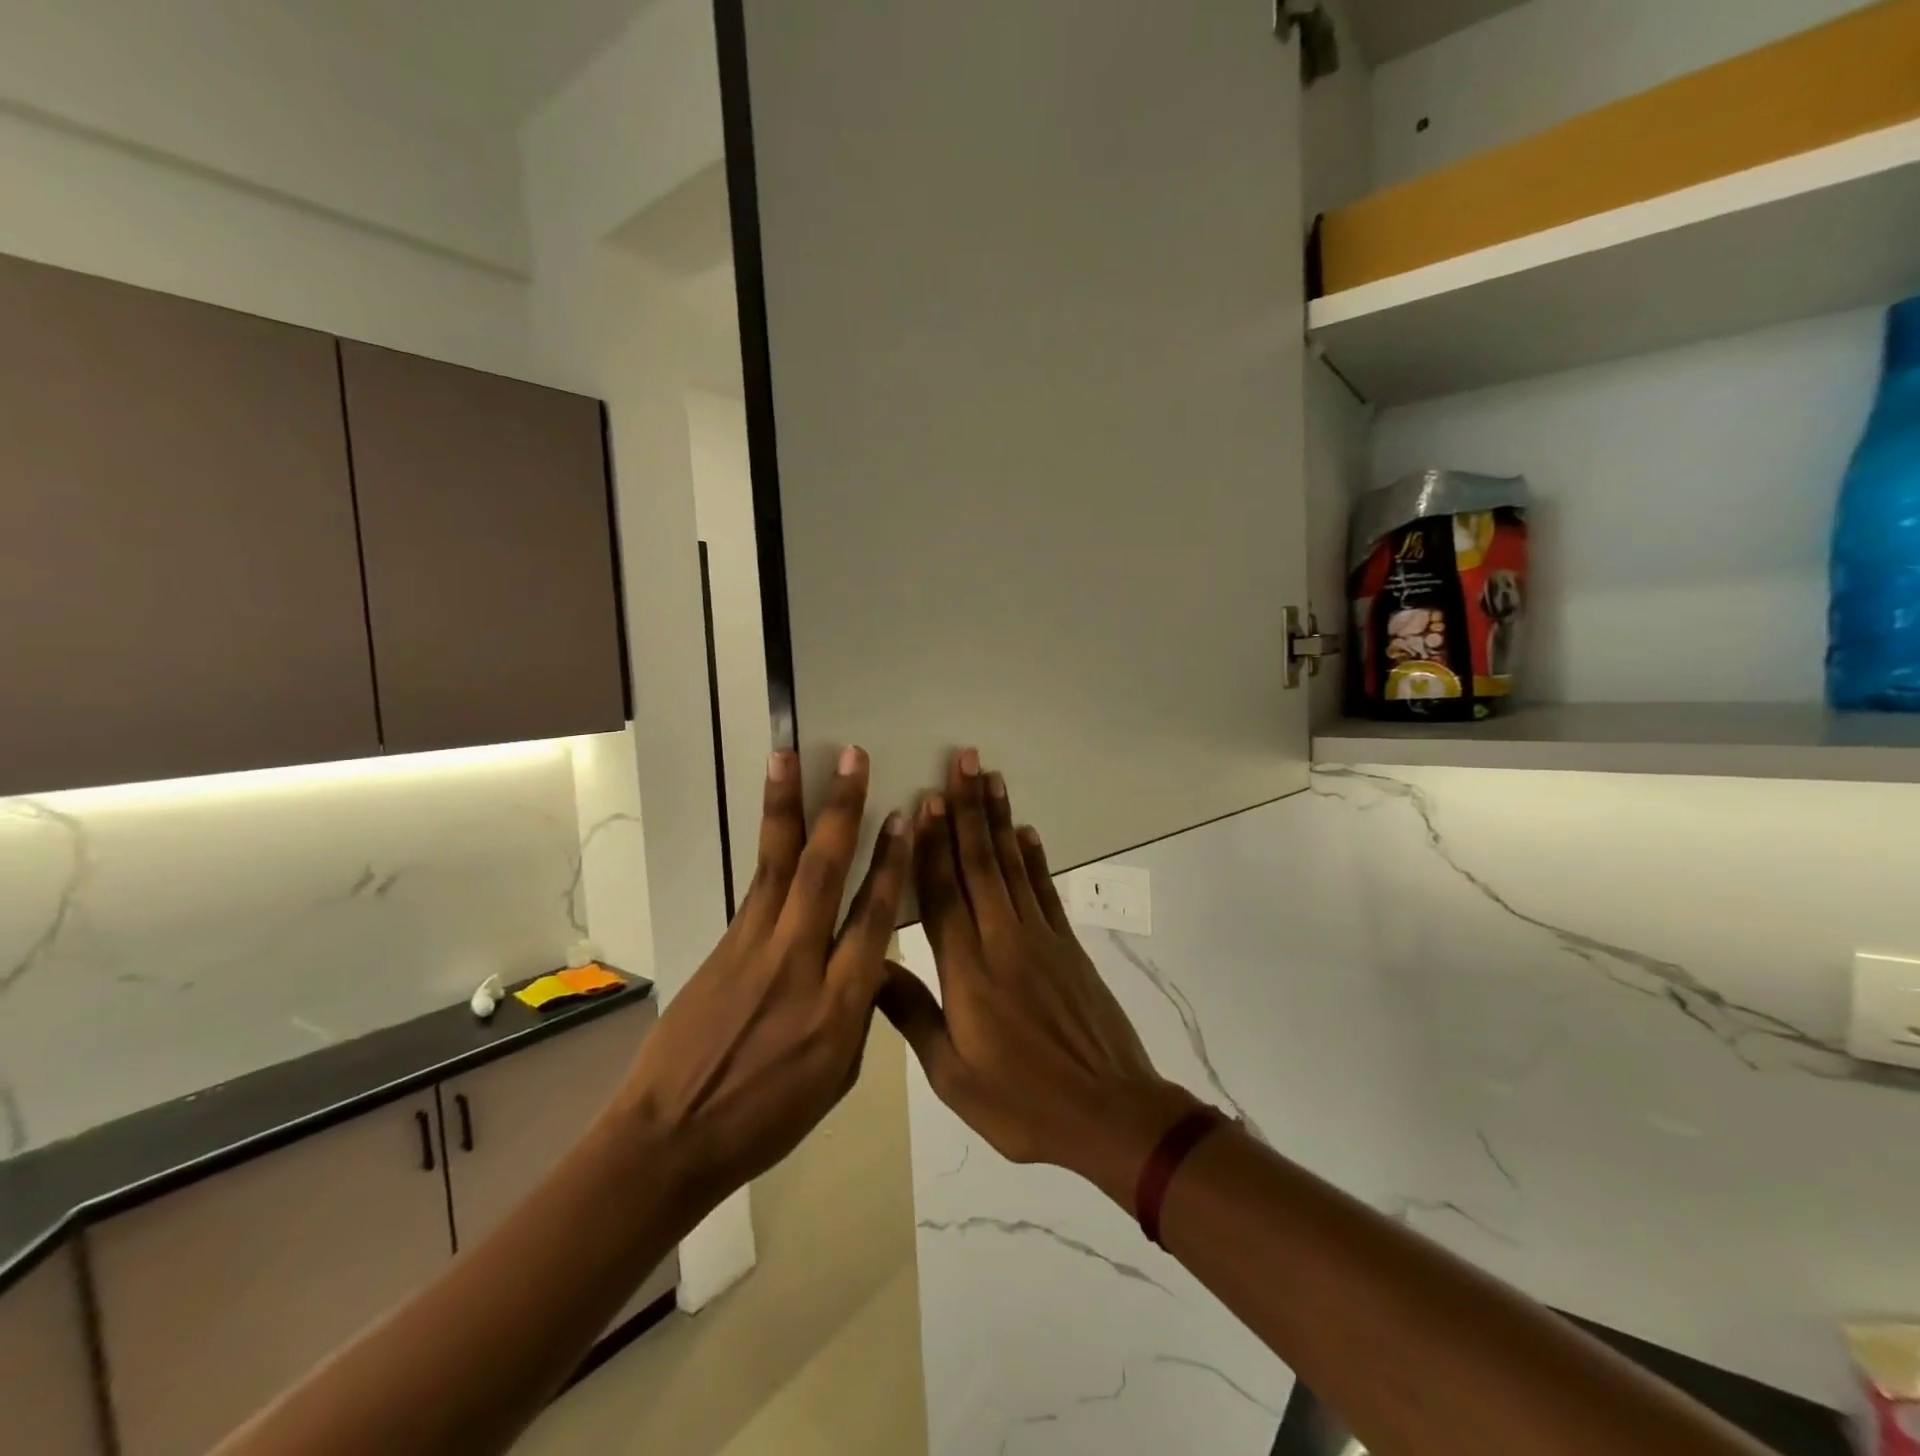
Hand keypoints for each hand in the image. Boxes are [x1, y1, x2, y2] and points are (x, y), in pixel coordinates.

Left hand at [615, 746, 909, 1203]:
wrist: (671, 1137)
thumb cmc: (766, 1119)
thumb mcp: (837, 1076)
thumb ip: (859, 1011)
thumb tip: (868, 961)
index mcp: (840, 1005)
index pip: (874, 916)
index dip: (890, 862)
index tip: (903, 817)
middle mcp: (800, 963)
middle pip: (825, 872)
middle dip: (842, 809)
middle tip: (853, 758)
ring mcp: (755, 949)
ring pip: (779, 864)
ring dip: (788, 806)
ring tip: (789, 756)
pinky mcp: (723, 946)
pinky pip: (755, 887)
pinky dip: (768, 846)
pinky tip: (776, 817)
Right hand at [880, 750, 1199, 1199]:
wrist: (1110, 1115)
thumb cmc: (1023, 1102)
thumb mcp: (953, 1076)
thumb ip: (913, 1014)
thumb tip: (871, 967)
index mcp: (968, 972)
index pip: (943, 894)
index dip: (931, 845)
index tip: (924, 800)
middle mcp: (1003, 941)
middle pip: (980, 864)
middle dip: (968, 810)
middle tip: (962, 761)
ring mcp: (1042, 939)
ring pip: (1014, 867)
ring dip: (1000, 819)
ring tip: (991, 777)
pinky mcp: (1068, 947)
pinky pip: (1046, 891)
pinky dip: (1036, 858)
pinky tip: (1028, 832)